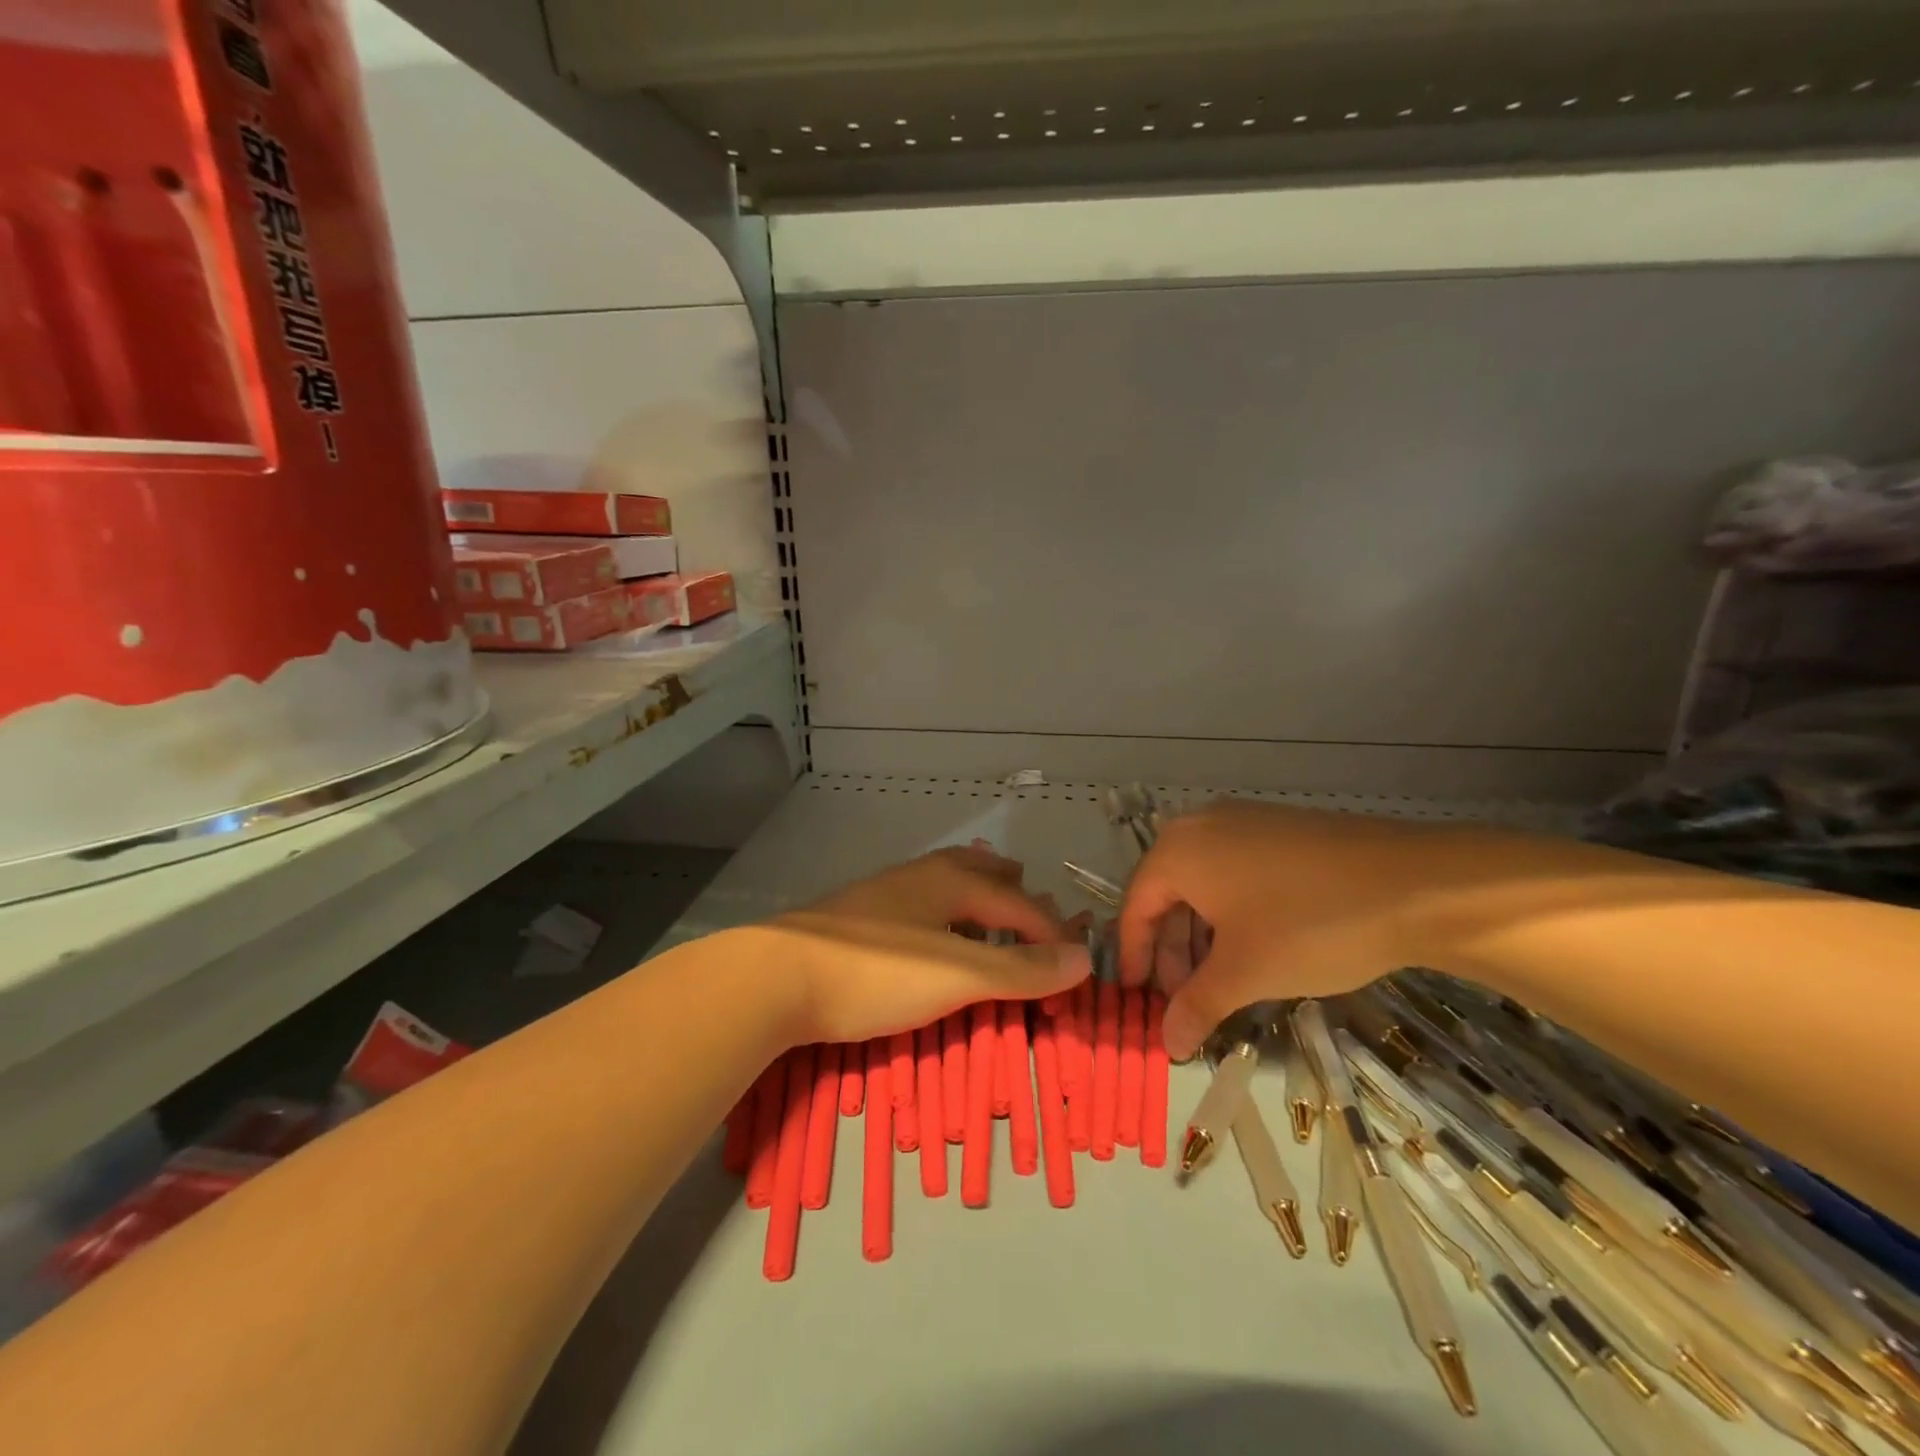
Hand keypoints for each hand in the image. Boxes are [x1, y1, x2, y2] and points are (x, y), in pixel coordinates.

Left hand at [769, 846, 1090, 1045]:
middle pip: (978, 871)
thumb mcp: (960, 974)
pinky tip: (929, 940)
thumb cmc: (879, 972)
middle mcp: (919, 876)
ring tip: (987, 918)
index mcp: (950, 880)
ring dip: (975, 900)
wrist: (777, 977)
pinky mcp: (855, 918)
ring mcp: (882, 894)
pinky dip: (943, 917)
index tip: (1073, 967)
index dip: (1051, 933)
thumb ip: (1022, 970)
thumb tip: (1086, 959)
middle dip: (1010, 889)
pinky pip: (918, 907)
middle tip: (1031, 902)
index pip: (1018, 904)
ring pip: (944, 886)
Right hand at [1118, 801, 1464, 1059]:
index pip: (1136, 906)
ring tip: (1224, 981)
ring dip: (1203, 936)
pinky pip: (1235, 871)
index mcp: (1178, 850)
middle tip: (1188, 999)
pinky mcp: (1280, 828)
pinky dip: (1232, 912)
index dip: (1135, 956)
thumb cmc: (1310, 925)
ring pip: (1203, 884)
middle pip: (1168, 894)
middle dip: (1173, 951)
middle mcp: (1201, 825)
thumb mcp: (1246, 973)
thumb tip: (1167, 1046)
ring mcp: (1243, 821)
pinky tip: (1256, 947)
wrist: (1417, 883)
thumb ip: (1197, 1006)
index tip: (1140, 998)